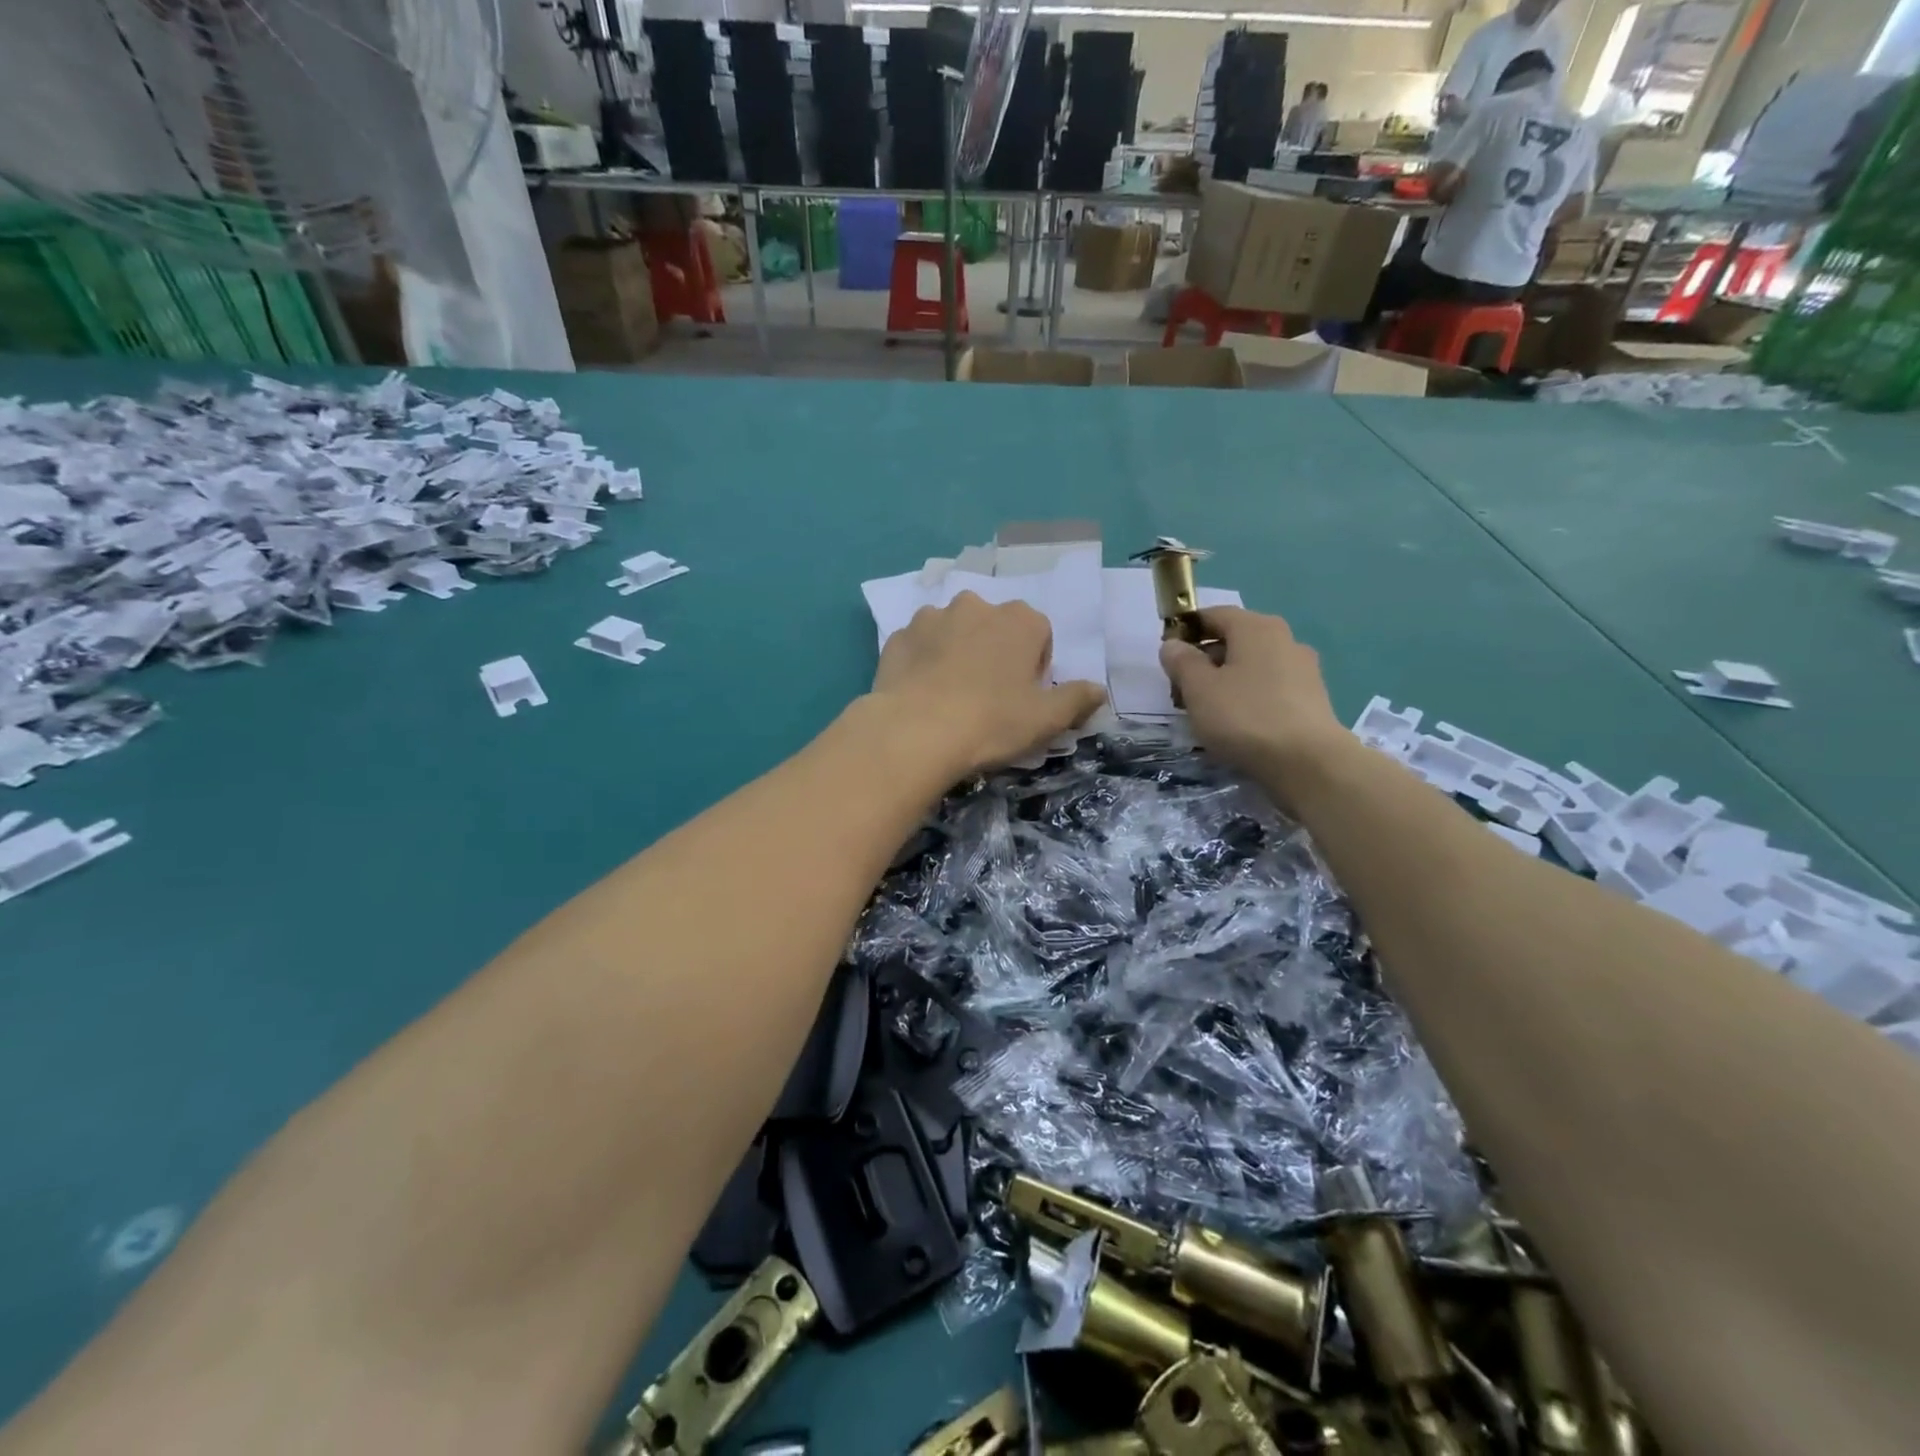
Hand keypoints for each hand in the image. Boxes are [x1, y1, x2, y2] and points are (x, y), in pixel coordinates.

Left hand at [870, 592, 1106, 777]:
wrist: (915, 731)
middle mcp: (976, 606)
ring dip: (957, 652)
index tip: (1024, 697)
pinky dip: (923, 662)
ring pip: (954, 631)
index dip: (1035, 666)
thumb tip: (1099, 690)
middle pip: (995, 628)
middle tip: (988, 697)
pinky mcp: (898, 637)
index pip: (1039, 634)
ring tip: (950, 695)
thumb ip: (1077, 699)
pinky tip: (921, 694)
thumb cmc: (992, 722)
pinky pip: (919, 645)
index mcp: (1020, 620)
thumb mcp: (1047, 719)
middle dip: (995, 653)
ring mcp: (931, 617)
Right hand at [1159, 607, 1347, 793]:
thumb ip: (1182, 662)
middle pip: (1235, 640)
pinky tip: (1237, 724)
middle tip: (1182, 688)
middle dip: (1206, 659)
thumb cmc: (1245, 717)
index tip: (1169, 654)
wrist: (1307, 763)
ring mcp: (1303, 669)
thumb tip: (1173, 644)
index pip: (1214, 614)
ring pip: (1253, 665)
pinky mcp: (1312, 698)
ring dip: (1227, 680)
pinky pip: (1270, 687)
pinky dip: (1249, 697)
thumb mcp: (1199, 689)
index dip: (1187, 630)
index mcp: (1256, 627)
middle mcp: (1285, 639)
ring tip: (1207, 710)